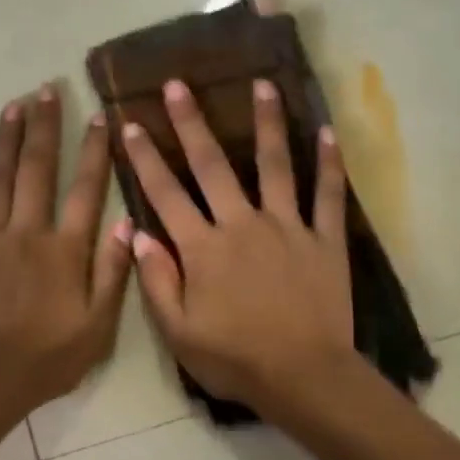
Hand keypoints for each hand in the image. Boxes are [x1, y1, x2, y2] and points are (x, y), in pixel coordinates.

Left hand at [0, 88, 132, 416]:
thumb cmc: (50, 358)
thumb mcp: (99, 325)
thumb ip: (114, 271)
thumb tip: (128, 221)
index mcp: (64, 250)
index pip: (84, 189)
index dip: (93, 151)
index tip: (98, 115)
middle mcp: (26, 234)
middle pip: (36, 171)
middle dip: (44, 128)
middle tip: (46, 89)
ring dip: (4, 141)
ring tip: (11, 105)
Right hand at [120, 79, 355, 413]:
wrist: (302, 375)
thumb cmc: (234, 360)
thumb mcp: (178, 333)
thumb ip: (157, 282)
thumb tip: (136, 235)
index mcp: (203, 249)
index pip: (166, 195)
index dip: (145, 159)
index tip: (130, 124)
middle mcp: (242, 225)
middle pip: (213, 166)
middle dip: (191, 123)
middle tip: (178, 84)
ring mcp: (288, 228)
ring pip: (275, 165)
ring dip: (266, 123)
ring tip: (262, 84)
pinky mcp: (325, 240)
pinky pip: (328, 195)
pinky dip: (328, 164)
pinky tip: (326, 133)